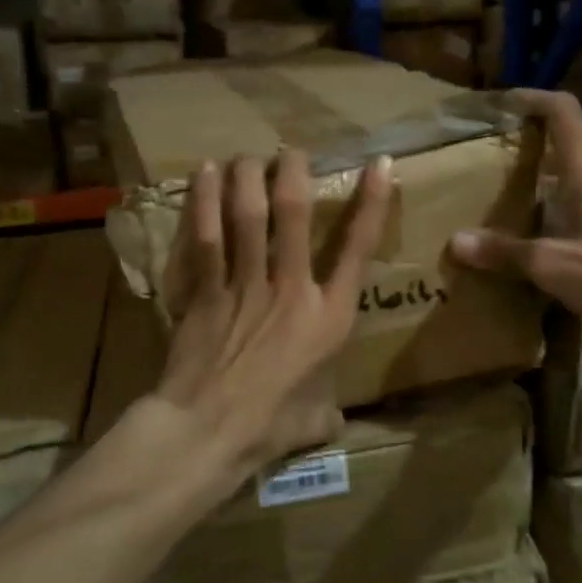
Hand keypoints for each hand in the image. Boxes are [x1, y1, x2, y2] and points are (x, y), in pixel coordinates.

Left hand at [150, 149, 392, 480]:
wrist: (208, 431)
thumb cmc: (269, 426)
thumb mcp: (316, 419)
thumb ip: (329, 409)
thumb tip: (333, 418)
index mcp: (328, 317)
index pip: (358, 248)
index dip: (372, 203)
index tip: (378, 164)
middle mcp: (290, 288)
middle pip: (294, 214)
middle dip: (293, 173)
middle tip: (290, 152)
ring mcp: (244, 285)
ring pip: (248, 215)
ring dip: (247, 177)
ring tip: (247, 156)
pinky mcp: (205, 290)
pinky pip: (207, 236)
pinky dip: (205, 202)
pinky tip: (203, 174)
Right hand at [447, 89, 581, 335]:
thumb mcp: (553, 265)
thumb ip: (505, 252)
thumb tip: (455, 241)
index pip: (562, 112)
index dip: (533, 98)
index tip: (504, 102)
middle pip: (568, 150)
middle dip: (532, 154)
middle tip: (495, 172)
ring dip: (550, 192)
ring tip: (517, 215)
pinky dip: (569, 219)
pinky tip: (555, 252)